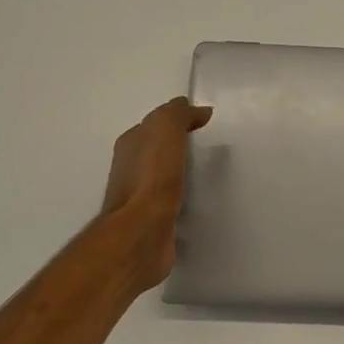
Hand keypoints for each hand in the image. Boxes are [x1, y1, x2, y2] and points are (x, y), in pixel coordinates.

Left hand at [101, 97, 211, 292]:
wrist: (142, 233)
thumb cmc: (152, 177)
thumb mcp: (165, 130)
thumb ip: (178, 115)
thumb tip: (197, 110)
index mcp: (131, 144)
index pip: (157, 123)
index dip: (180, 119)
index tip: (207, 123)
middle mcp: (131, 168)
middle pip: (160, 149)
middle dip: (182, 145)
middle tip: (213, 146)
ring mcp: (140, 197)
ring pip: (166, 176)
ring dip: (184, 172)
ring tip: (212, 173)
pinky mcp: (154, 221)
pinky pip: (173, 201)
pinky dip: (185, 196)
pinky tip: (202, 199)